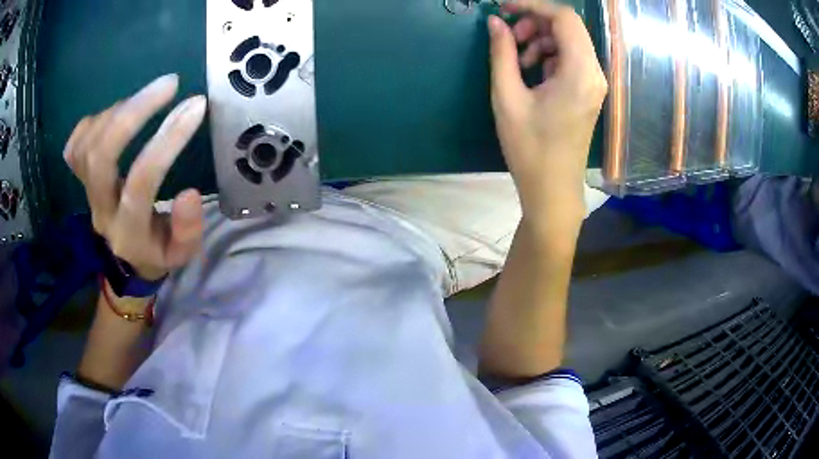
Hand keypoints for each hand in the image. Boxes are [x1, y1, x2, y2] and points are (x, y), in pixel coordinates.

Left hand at [64, 74, 207, 280]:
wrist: (126, 259)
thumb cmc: (156, 252)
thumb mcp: (180, 254)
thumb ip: (187, 231)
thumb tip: (190, 193)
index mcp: (128, 231)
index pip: (141, 182)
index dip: (167, 141)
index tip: (195, 106)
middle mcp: (101, 209)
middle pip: (101, 157)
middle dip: (133, 113)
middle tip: (169, 83)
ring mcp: (86, 192)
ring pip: (86, 145)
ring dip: (118, 111)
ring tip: (148, 97)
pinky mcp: (80, 180)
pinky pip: (75, 145)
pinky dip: (95, 121)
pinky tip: (117, 115)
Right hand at [488, 0, 606, 220]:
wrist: (553, 189)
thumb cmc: (529, 148)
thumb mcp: (507, 97)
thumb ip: (502, 53)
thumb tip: (495, 21)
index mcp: (579, 72)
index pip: (564, 18)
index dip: (533, 5)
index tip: (504, 8)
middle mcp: (594, 73)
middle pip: (569, 26)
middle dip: (535, 23)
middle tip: (509, 39)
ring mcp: (594, 82)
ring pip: (569, 41)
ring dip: (541, 39)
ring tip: (518, 58)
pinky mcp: (589, 91)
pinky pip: (570, 58)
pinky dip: (549, 54)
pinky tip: (532, 71)